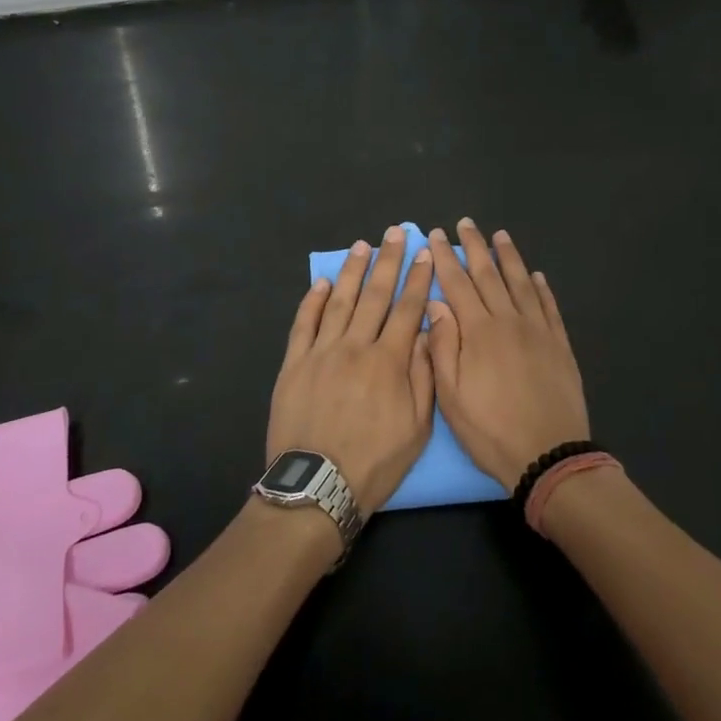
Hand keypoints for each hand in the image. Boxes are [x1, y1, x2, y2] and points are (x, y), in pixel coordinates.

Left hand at [266, 226, 434, 517]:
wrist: (317, 488)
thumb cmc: (375, 463)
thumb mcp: (417, 428)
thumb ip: (423, 376)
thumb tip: (426, 332)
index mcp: (389, 361)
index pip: (407, 309)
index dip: (417, 279)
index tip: (425, 253)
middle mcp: (356, 347)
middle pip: (375, 295)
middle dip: (388, 261)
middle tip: (396, 233)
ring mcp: (321, 352)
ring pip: (340, 301)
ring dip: (353, 271)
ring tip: (362, 246)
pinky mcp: (294, 363)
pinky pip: (304, 324)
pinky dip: (313, 300)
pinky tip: (323, 282)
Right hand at [425, 219, 588, 490]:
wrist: (549, 454)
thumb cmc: (491, 430)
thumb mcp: (451, 396)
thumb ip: (442, 346)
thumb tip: (436, 303)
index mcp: (478, 332)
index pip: (458, 284)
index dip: (446, 258)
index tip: (437, 235)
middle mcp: (509, 321)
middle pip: (489, 275)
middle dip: (475, 247)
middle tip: (467, 223)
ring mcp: (538, 331)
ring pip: (521, 283)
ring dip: (509, 257)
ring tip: (500, 235)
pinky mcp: (559, 344)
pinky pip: (549, 307)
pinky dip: (542, 288)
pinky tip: (536, 275)